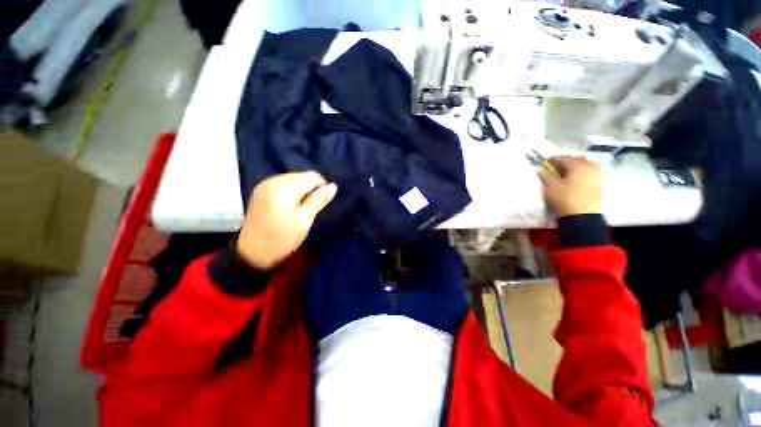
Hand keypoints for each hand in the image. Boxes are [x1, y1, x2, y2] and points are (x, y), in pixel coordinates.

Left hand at [237, 172, 336, 270]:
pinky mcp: (261, 190)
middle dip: (311, 188)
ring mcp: (264, 184)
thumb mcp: (304, 221)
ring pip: (293, 178)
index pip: (312, 176)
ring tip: (300, 208)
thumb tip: (333, 186)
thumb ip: (318, 201)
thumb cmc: (282, 239)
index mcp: (284, 189)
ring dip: (301, 189)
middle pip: (301, 175)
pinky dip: (291, 191)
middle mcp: (273, 181)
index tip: (321, 203)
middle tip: (310, 208)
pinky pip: (283, 183)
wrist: (252, 253)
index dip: (321, 187)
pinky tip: (289, 205)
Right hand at [539, 157, 601, 217]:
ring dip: (576, 166)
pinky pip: (590, 172)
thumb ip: (546, 176)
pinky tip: (576, 178)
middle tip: (557, 167)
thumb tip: (540, 169)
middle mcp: (589, 167)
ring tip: (567, 172)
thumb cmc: (564, 198)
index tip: (546, 161)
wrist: (582, 215)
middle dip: (567, 161)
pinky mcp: (599, 183)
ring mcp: (597, 175)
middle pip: (577, 159)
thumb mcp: (551, 187)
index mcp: (577, 166)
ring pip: (586, 165)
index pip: (563, 159)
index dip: (554, 159)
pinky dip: (582, 172)